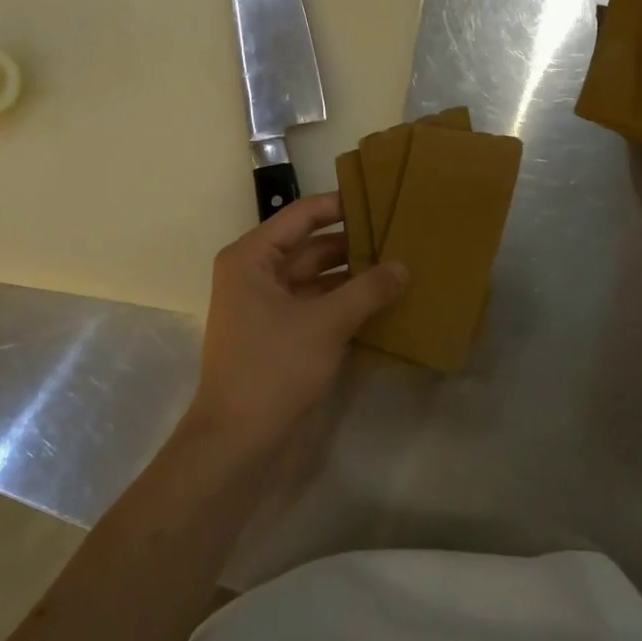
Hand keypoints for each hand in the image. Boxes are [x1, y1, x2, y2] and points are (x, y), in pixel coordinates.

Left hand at [189, 193, 407, 461]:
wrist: (237, 444)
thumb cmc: (273, 369)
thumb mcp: (325, 323)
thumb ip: (367, 290)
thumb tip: (404, 266)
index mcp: (252, 258)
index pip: (302, 216)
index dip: (340, 205)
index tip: (380, 197)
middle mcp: (257, 275)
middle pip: (312, 247)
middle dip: (354, 243)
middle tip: (401, 234)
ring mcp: (269, 307)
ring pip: (318, 278)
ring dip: (354, 275)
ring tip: (401, 265)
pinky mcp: (282, 335)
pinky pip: (319, 306)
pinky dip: (347, 303)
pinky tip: (384, 301)